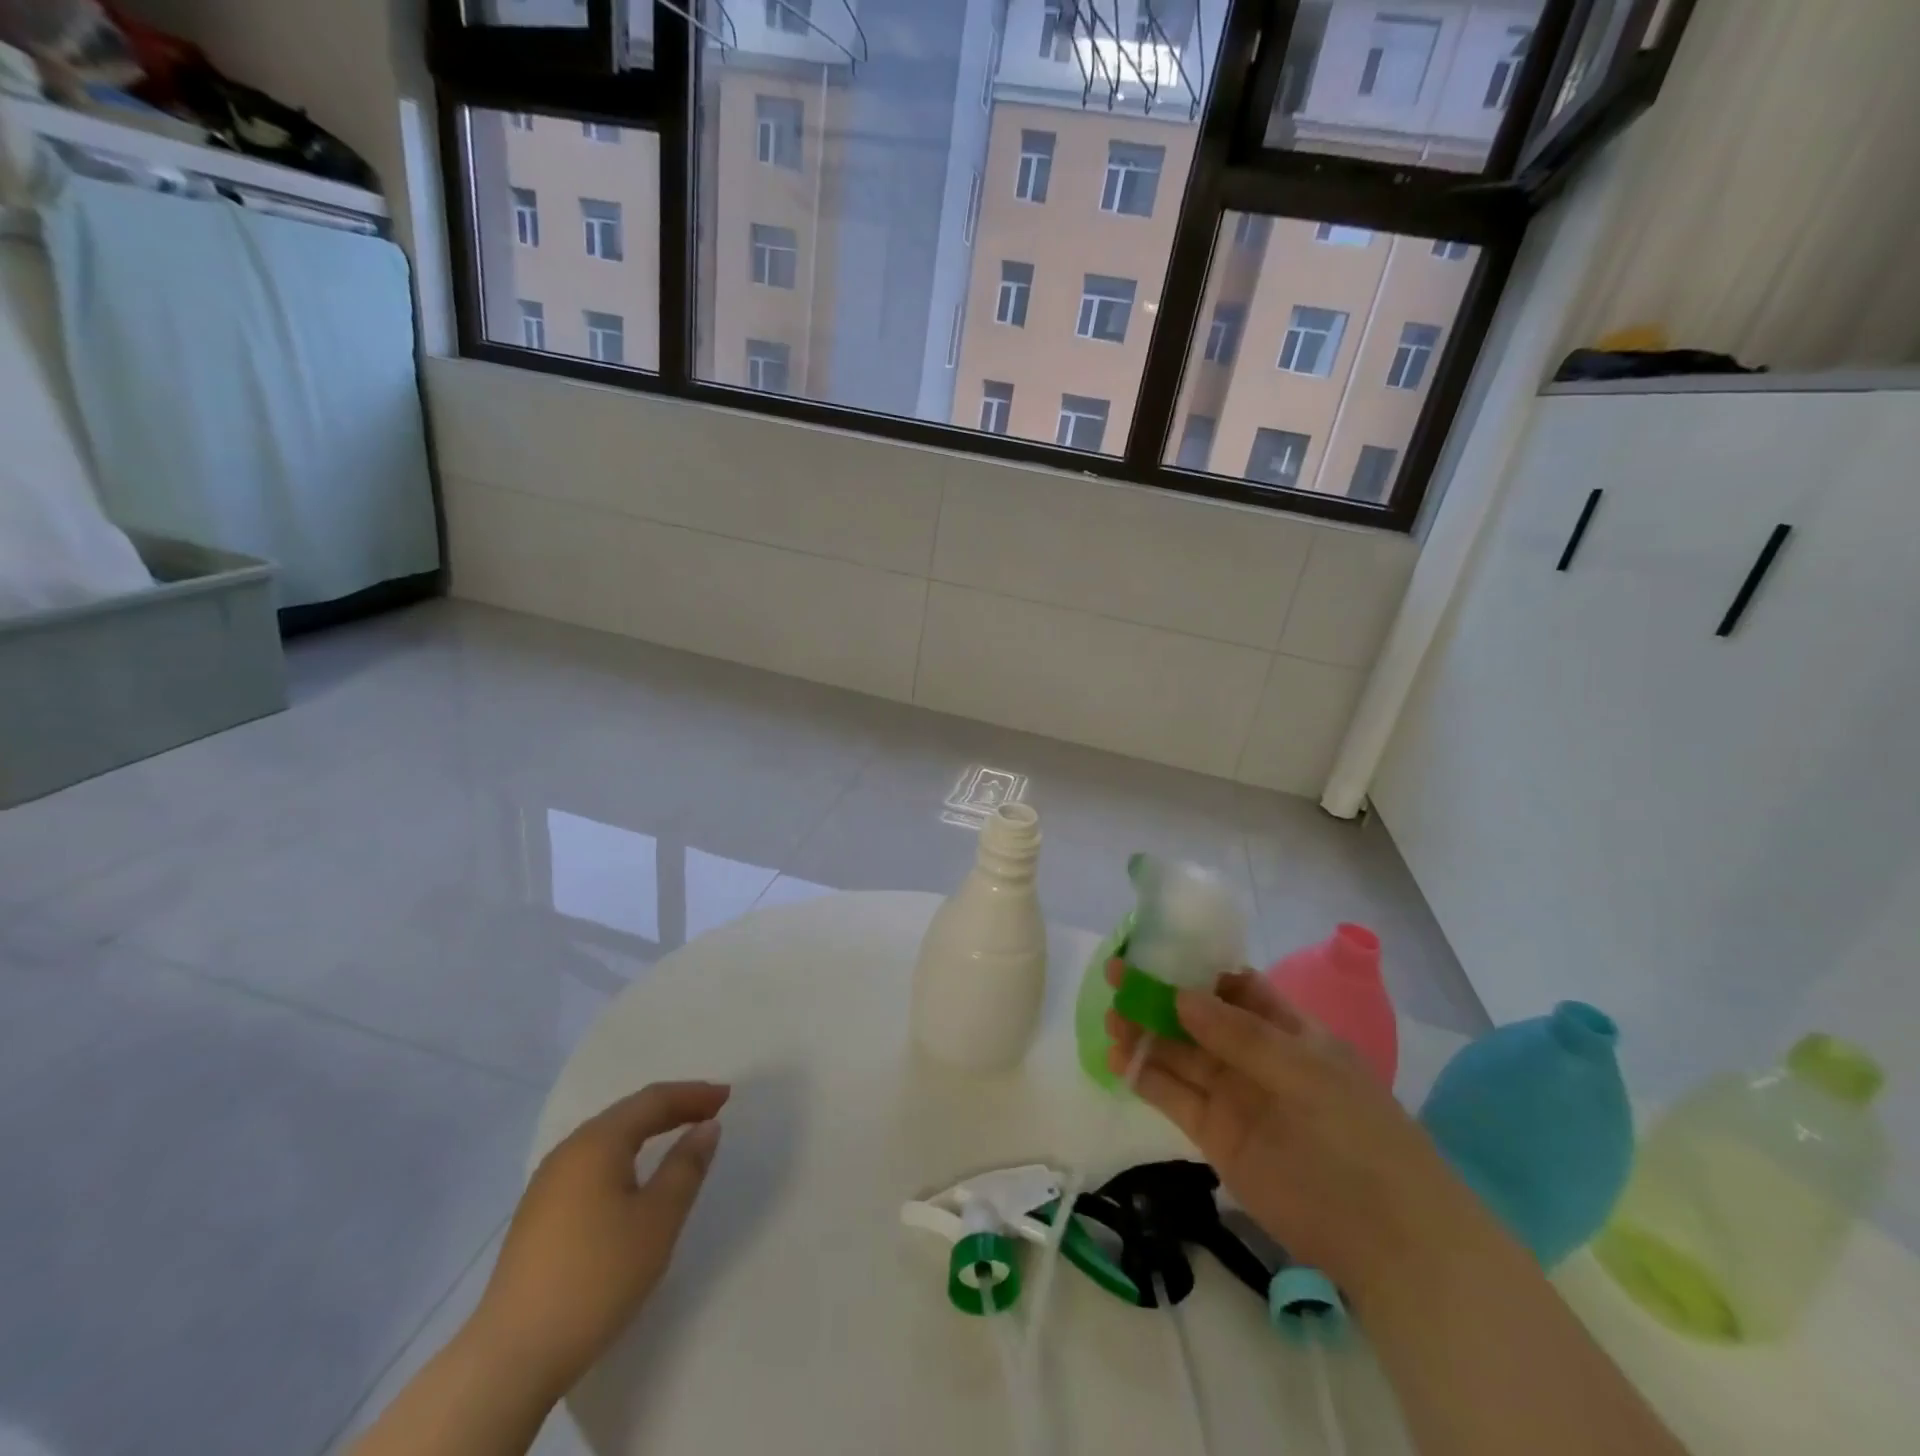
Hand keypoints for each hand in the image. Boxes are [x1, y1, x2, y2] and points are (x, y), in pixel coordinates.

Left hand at [464, 1081, 729, 1399]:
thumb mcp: (658, 1219)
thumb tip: (706, 1127)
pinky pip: (591, 1164)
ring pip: (607, 1139)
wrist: (511, 1357)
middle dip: (671, 1107)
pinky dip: (624, 1156)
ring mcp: (546, 1184)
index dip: (693, 1094)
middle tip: (709, 1110)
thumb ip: (686, 1166)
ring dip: (646, 1131)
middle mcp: (568, 1151)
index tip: (727, 1096)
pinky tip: (633, 1177)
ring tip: (678, 1136)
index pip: (653, 1100)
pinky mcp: (537, 1215)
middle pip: (628, 1114)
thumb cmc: (597, 1277)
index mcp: (598, 1142)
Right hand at [1105, 963, 1485, 1303]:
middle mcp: (1254, 1056)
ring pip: (1179, 1055)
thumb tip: (1179, 995)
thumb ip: (1240, 1034)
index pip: (1234, 986)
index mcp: (1286, 1029)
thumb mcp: (1305, 1070)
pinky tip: (1117, 1059)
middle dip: (1157, 996)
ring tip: (1110, 1020)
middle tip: (1115, 978)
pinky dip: (1144, 1077)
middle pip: (1197, 1017)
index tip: (1152, 950)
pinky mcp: (1215, 1136)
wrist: (1387, 1239)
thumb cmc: (1356, 1134)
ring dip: (1144, 1034)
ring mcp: (1233, 1096)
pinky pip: (1173, 1097)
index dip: (1194, 967)